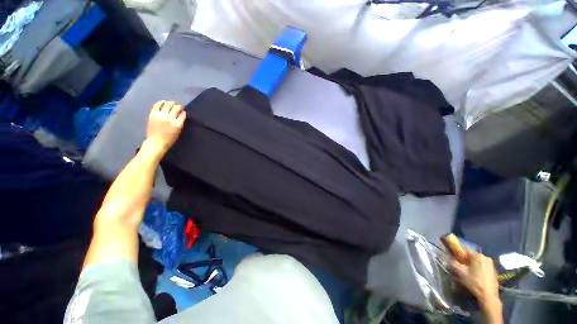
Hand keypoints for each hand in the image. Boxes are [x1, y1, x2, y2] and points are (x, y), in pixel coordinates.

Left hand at [145, 100, 185, 154]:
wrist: (156, 142)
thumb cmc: (169, 139)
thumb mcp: (178, 131)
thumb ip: (180, 122)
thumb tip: (182, 113)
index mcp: (177, 124)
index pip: (182, 114)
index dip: (183, 111)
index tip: (183, 111)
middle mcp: (169, 118)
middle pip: (176, 107)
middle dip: (178, 106)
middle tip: (178, 106)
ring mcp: (160, 116)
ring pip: (167, 104)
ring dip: (171, 103)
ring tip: (172, 103)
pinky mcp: (153, 114)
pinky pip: (157, 105)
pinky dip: (161, 102)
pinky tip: (163, 102)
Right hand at [451, 251, 502, 323]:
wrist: (488, 295)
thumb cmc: (474, 282)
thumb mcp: (461, 273)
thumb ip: (453, 263)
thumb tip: (449, 259)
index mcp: (478, 256)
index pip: (466, 250)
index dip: (461, 255)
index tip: (458, 261)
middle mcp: (486, 257)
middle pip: (473, 256)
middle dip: (468, 261)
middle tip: (464, 268)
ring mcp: (492, 264)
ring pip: (479, 262)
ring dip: (474, 265)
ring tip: (470, 273)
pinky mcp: (494, 271)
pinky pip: (484, 266)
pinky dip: (480, 269)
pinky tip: (478, 277)